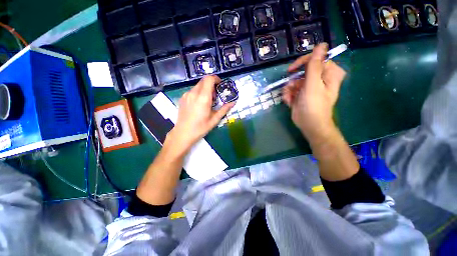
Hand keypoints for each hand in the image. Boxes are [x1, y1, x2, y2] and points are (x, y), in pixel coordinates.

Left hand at [166, 75, 234, 152]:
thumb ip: (224, 109)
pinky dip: (199, 93)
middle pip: (204, 81)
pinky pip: (193, 90)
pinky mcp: (182, 98)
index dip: (216, 79)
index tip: (220, 85)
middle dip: (212, 85)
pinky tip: (199, 104)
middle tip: (216, 96)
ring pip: (198, 85)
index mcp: (203, 98)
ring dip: (205, 89)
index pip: (209, 79)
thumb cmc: (200, 128)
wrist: (183, 133)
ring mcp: (186, 95)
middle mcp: (194, 93)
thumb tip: (233, 102)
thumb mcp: (215, 120)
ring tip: (208, 101)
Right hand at [283, 43, 345, 141]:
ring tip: (289, 97)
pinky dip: (288, 95)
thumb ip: (315, 65)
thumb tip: (322, 44)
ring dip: (289, 89)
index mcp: (328, 74)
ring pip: (295, 81)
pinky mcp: (301, 95)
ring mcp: (309, 87)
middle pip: (303, 71)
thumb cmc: (313, 105)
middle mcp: (319, 79)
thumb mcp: (313, 84)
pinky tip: (288, 101)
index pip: (316, 59)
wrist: (309, 124)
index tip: (292, 69)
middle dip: (293, 80)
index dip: (303, 62)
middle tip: (290, 87)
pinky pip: (292, 89)